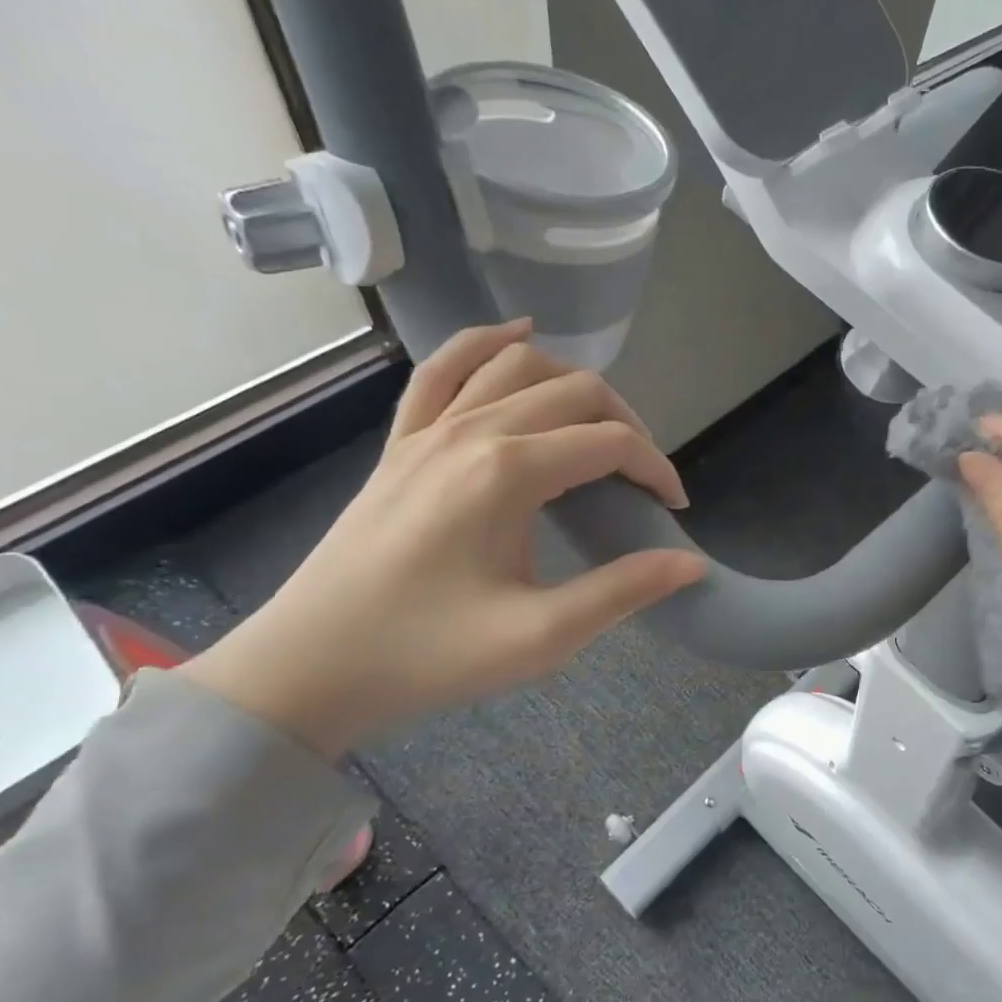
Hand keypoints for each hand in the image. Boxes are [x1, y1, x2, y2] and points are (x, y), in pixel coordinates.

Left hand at [181, 322, 705, 754]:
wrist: (309, 667)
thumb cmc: (428, 655)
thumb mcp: (540, 637)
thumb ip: (622, 591)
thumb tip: (692, 564)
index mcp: (508, 473)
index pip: (610, 443)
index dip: (657, 468)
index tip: (674, 508)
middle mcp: (471, 431)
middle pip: (574, 392)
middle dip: (627, 425)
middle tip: (643, 478)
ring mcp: (428, 430)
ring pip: (517, 366)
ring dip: (572, 383)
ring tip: (601, 423)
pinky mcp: (401, 442)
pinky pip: (444, 369)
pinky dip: (486, 343)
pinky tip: (517, 334)